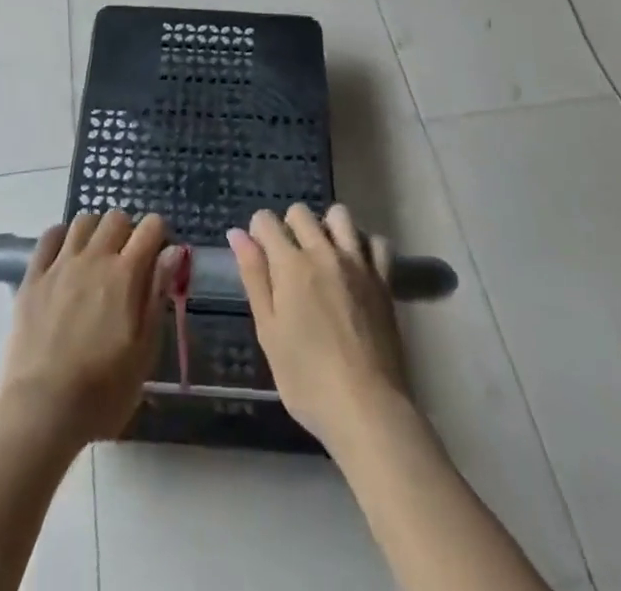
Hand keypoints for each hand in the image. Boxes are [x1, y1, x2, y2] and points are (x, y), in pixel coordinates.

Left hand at [0, 211, 180, 451]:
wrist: (41, 408)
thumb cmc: (102, 390)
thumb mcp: (144, 351)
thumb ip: (157, 295)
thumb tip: (173, 251)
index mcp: (126, 274)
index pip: (151, 227)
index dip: (159, 234)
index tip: (158, 256)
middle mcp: (94, 257)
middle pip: (116, 217)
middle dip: (127, 231)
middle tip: (126, 261)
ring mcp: (60, 264)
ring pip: (83, 221)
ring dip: (95, 231)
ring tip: (96, 257)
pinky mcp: (33, 277)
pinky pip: (49, 236)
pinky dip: (62, 237)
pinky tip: (65, 257)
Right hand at [228, 204, 409, 450]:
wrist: (367, 409)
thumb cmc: (307, 379)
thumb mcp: (268, 332)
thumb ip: (254, 277)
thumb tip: (237, 234)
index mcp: (290, 264)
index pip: (266, 221)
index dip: (258, 232)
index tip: (259, 255)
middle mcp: (323, 252)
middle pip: (301, 212)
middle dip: (289, 226)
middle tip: (288, 262)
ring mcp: (357, 263)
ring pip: (339, 215)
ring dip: (326, 227)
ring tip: (323, 257)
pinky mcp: (383, 280)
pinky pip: (376, 242)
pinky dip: (364, 246)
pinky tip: (357, 267)